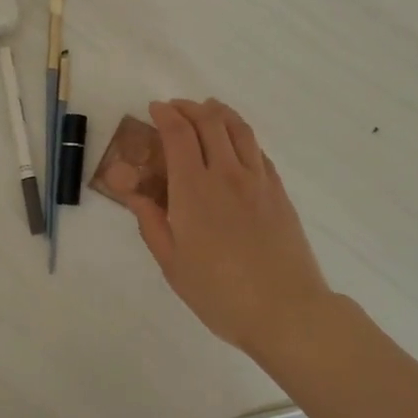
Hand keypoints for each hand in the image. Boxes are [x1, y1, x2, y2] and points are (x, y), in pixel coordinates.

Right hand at [119, 100, 333, 359]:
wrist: (286, 310)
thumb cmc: (220, 293)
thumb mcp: (173, 264)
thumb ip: (151, 222)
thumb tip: (131, 192)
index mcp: (194, 189)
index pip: (178, 133)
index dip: (165, 114)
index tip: (155, 109)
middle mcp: (226, 173)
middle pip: (209, 121)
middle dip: (189, 107)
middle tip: (175, 109)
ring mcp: (257, 179)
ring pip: (238, 128)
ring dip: (219, 112)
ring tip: (207, 110)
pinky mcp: (278, 191)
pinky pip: (258, 150)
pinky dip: (242, 136)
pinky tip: (236, 144)